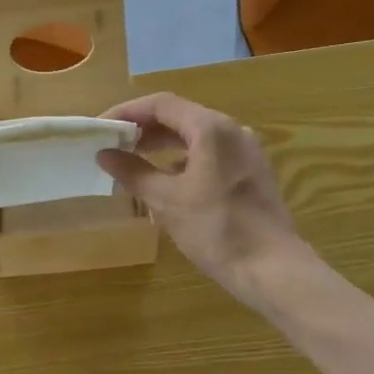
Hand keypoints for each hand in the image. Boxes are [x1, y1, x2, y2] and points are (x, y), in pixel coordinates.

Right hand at [97, 93, 305, 308]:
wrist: (272, 269)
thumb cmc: (216, 229)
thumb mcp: (167, 200)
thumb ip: (133, 172)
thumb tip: (104, 154)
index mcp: (211, 129)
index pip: (161, 104)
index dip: (127, 112)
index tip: (101, 128)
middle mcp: (232, 131)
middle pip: (180, 116)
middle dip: (144, 128)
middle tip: (113, 144)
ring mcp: (246, 151)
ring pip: (196, 135)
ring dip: (163, 144)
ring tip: (134, 160)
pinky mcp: (252, 172)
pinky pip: (212, 153)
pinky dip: (184, 158)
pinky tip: (168, 179)